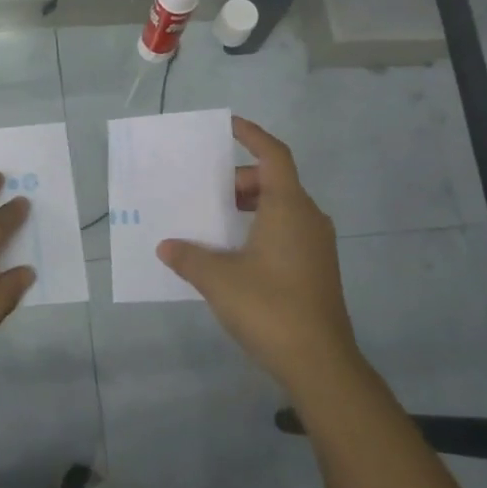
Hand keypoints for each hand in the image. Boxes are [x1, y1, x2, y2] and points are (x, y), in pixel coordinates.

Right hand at [157, 117, 361, 396]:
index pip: (273, 155)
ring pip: (281, 209)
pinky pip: (286, 231)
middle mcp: (308, 218)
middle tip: (207, 195)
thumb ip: (189, 257)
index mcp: (289, 207)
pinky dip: (260, 229)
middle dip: (239, 181)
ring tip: (214, 223)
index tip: (229, 126)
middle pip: (274, 182)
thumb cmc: (269, 307)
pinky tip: (234, 255)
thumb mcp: (218, 279)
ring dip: (249, 208)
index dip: (253, 136)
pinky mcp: (316, 268)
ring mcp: (316, 245)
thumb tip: (167, 246)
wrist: (319, 362)